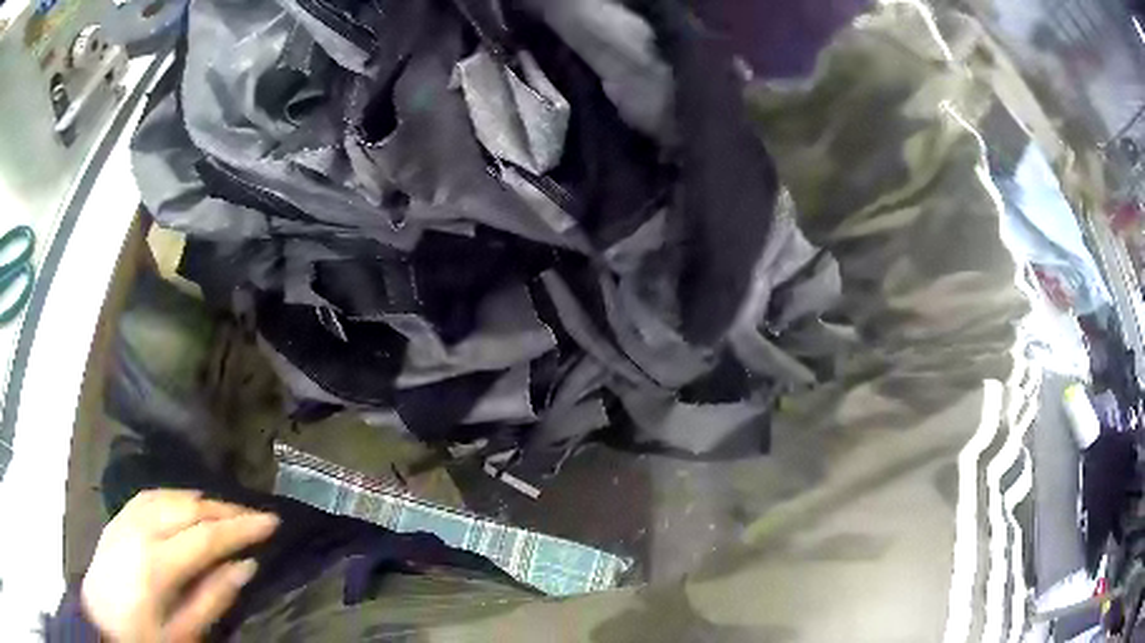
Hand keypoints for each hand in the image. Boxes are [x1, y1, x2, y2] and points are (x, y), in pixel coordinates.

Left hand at [82, 490, 279, 641]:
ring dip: (203, 499)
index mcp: (157, 562)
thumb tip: (245, 565)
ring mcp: (125, 518)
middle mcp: (140, 529)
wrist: (102, 623)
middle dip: (227, 509)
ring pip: (170, 495)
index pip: (207, 534)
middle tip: (258, 515)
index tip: (273, 521)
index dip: (242, 526)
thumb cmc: (145, 638)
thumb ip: (213, 597)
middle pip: (189, 507)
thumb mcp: (184, 633)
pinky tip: (187, 503)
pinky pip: (151, 495)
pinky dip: (176, 495)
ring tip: (228, 510)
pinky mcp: (117, 519)